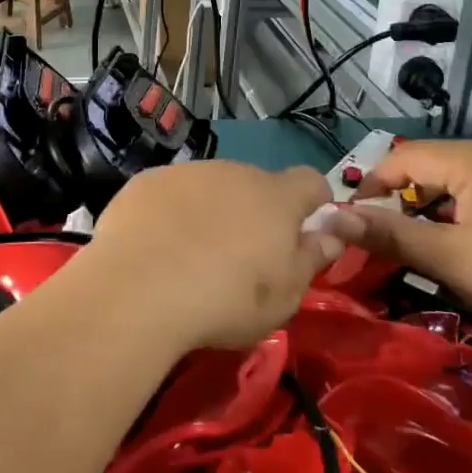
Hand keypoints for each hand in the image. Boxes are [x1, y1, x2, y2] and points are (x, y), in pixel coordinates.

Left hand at [77, 161, 335, 351]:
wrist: (140, 289)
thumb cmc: (226, 300)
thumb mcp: (284, 297)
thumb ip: (310, 259)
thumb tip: (331, 235)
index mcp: (275, 197)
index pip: (311, 181)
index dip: (313, 202)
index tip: (305, 229)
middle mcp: (234, 172)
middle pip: (255, 185)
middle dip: (255, 212)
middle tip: (240, 258)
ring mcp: (188, 172)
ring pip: (211, 187)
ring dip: (211, 210)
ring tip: (192, 256)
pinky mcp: (147, 182)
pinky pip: (171, 193)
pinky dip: (171, 213)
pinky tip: (156, 248)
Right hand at [346, 140, 471, 347]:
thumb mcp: (447, 257)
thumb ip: (388, 233)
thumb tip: (331, 217)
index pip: (403, 157)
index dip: (372, 186)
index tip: (355, 222)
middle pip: (431, 165)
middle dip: (403, 197)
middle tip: (390, 238)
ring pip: (458, 179)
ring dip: (433, 206)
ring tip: (427, 244)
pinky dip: (464, 210)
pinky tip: (470, 243)